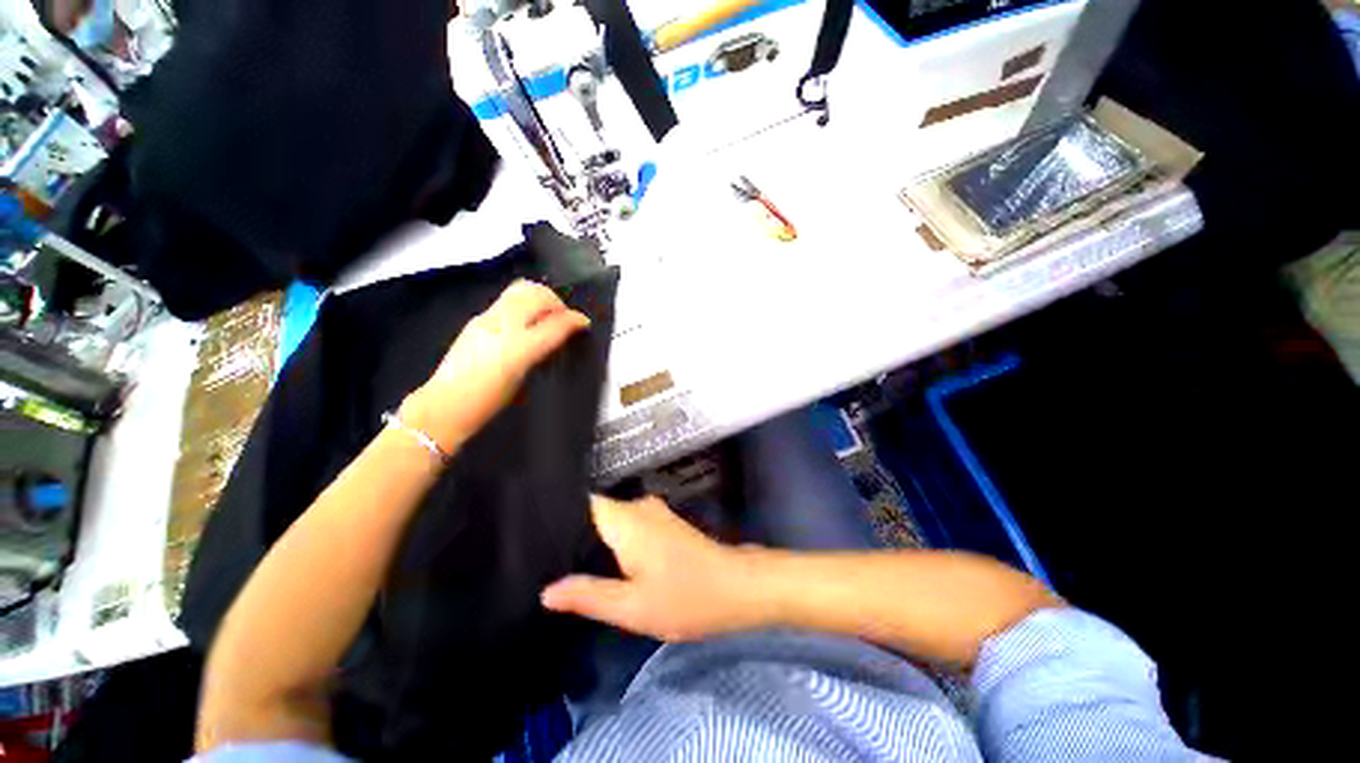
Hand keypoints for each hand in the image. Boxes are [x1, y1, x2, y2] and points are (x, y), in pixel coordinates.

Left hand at [402, 280, 589, 450]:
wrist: (446, 405)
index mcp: (519, 349)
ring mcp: (487, 319)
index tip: (584, 323)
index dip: (574, 320)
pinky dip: (524, 302)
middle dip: (558, 303)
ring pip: (521, 290)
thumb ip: (543, 353)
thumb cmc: (489, 404)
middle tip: (564, 318)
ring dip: (540, 298)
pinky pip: (507, 299)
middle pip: (538, 296)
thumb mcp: (524, 380)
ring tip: (546, 315)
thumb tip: (557, 337)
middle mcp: (503, 326)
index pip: (555, 323)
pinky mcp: (476, 318)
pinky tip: (525, 321)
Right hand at [542, 496, 766, 641]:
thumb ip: (588, 595)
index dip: (558, 513)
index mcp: (625, 519)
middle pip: (595, 511)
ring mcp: (653, 512)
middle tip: (545, 557)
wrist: (736, 587)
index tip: (534, 530)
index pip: (583, 502)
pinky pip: (628, 524)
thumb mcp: (632, 607)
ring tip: (565, 561)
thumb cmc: (685, 596)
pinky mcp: (663, 523)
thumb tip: (547, 591)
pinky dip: (613, 540)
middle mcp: (638, 507)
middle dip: (572, 532)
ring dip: (594, 538)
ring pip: (613, 519)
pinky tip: (603, 561)